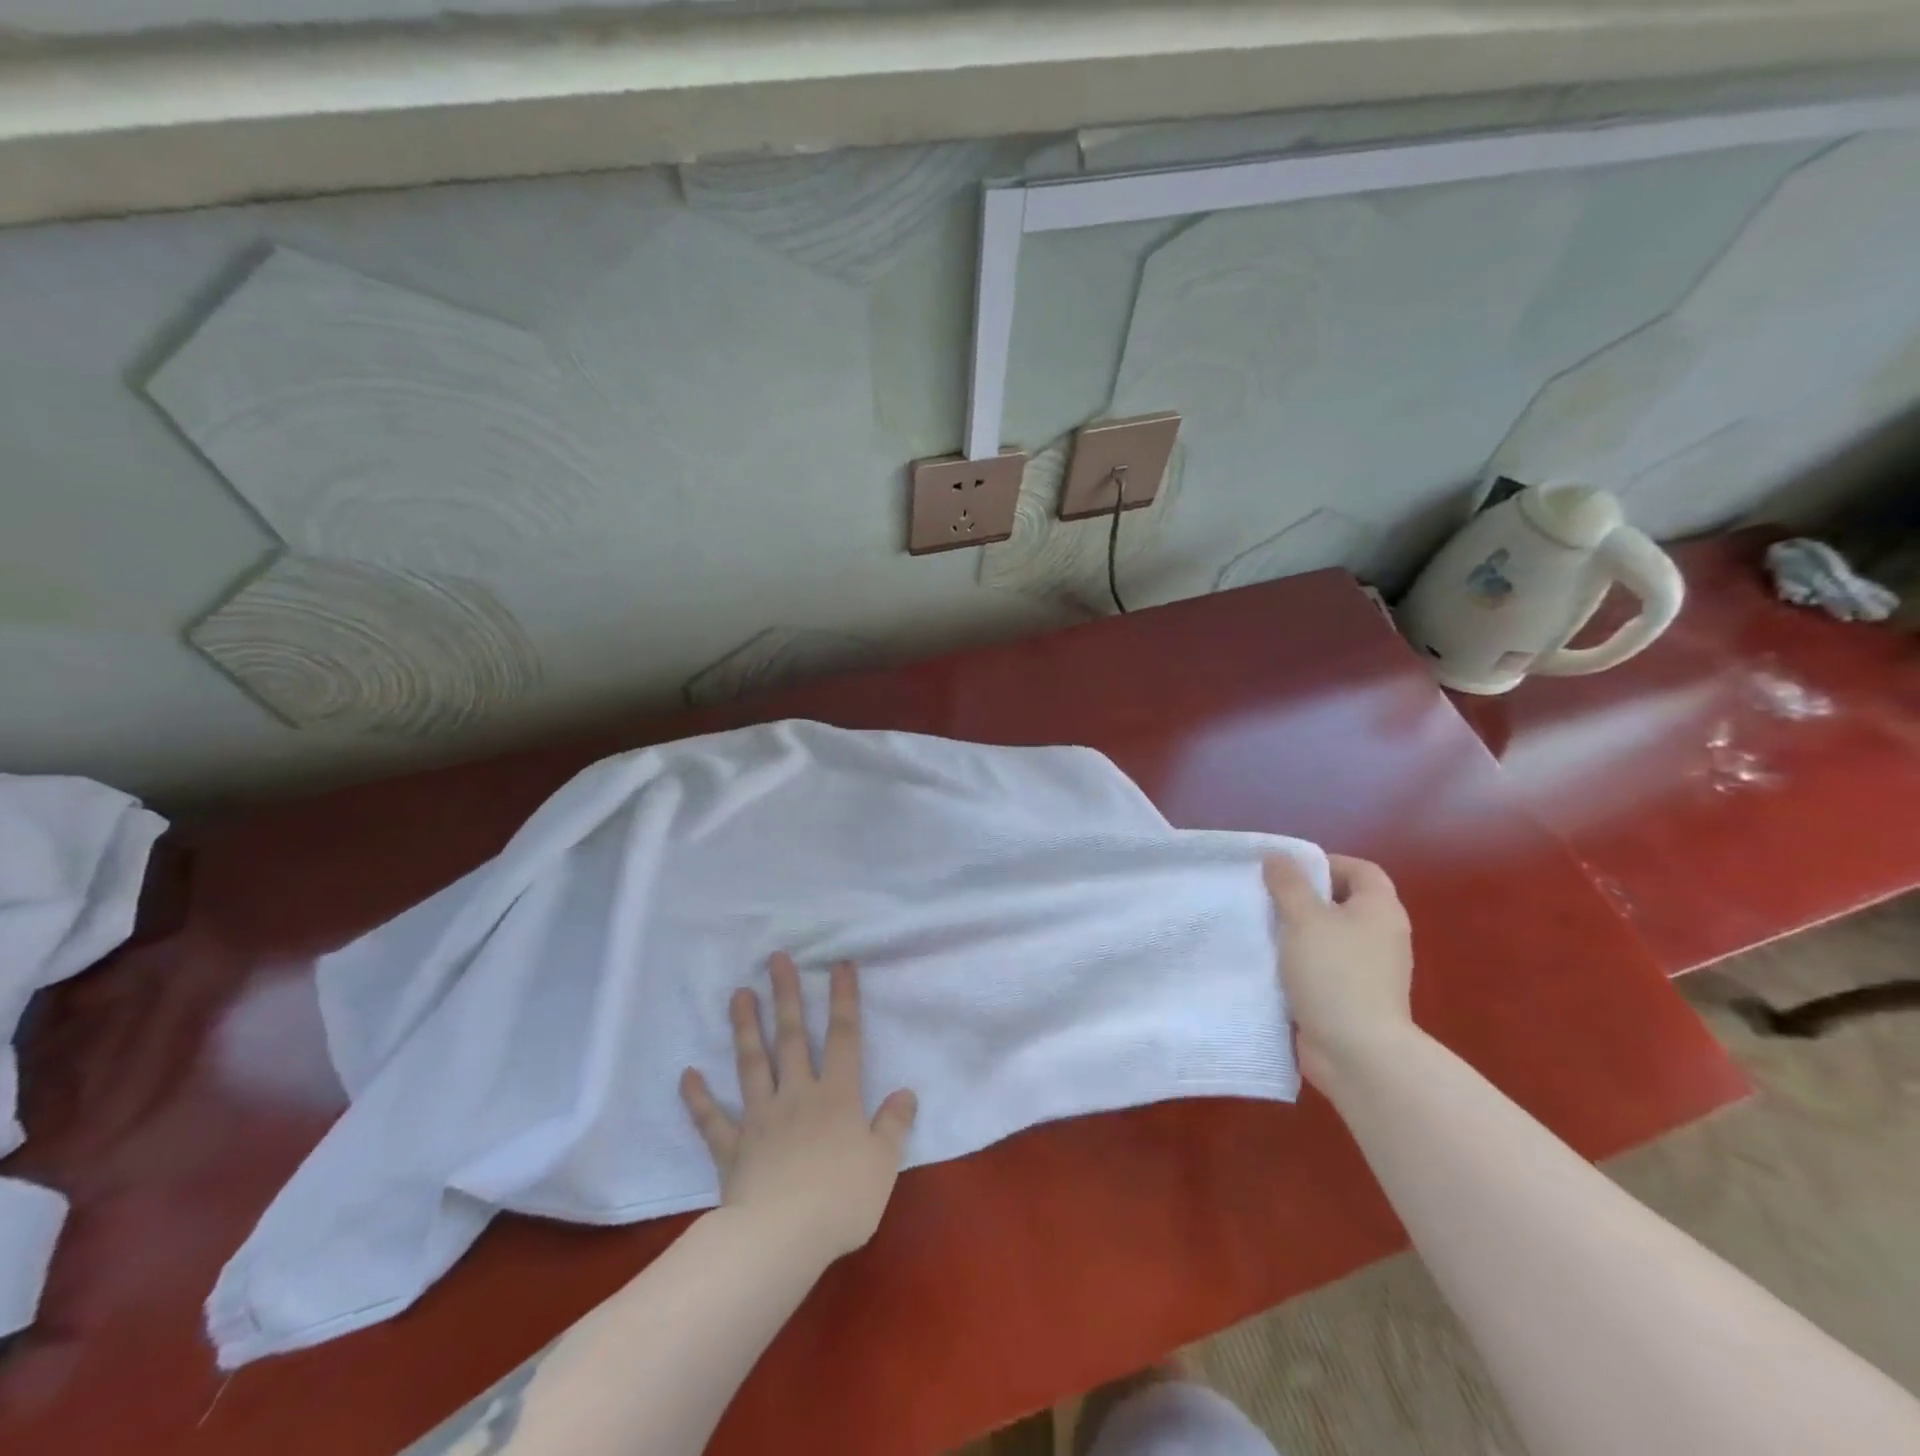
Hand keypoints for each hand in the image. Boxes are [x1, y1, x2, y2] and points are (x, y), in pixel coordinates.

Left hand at [680, 953, 917, 1263]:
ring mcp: (761, 1118)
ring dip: (745, 1028)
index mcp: (837, 1096)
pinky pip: (713, 1120)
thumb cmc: (841, 1200)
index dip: (843, 999)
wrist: (782, 1239)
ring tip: (738, 994)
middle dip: (786, 995)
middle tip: (776, 959)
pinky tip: (687, 1074)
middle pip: (791, 1037)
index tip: (839, 964)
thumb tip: (906, 1093)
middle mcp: (798, 1095)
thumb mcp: (882, 1164)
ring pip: (752, 1064)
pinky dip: (699, 1098)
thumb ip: (894, 1126)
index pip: (843, 1037)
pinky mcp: (733, 1148)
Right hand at [1263, 853, 1417, 1090]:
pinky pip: (1325, 966)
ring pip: (1330, 936)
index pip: (1359, 869)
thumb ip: (1288, 884)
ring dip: (1298, 932)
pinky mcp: (1354, 996)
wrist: (1358, 1052)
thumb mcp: (1304, 918)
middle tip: (1267, 898)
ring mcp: (1371, 969)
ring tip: (1262, 929)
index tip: (1286, 872)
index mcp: (1380, 909)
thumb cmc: (1334, 973)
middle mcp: (1383, 935)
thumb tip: (1277, 857)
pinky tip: (1272, 965)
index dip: (1324, 863)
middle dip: (1304, 898)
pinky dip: (1301, 962)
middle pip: (1343, 902)